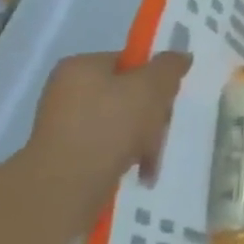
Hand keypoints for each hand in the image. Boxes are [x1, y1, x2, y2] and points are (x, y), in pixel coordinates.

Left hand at [25, 51, 189, 219]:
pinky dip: (126, 156)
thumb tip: (180, 57)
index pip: (128, 62)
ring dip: (143, 137)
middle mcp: (66, 91)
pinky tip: (140, 171)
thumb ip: (169, 67)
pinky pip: (107, 147)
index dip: (153, 77)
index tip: (167, 98)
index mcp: (81, 66)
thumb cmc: (110, 125)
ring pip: (120, 123)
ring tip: (151, 157)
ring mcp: (63, 125)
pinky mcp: (66, 156)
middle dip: (151, 112)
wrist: (67, 186)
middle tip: (161, 128)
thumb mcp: (151, 87)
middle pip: (126, 93)